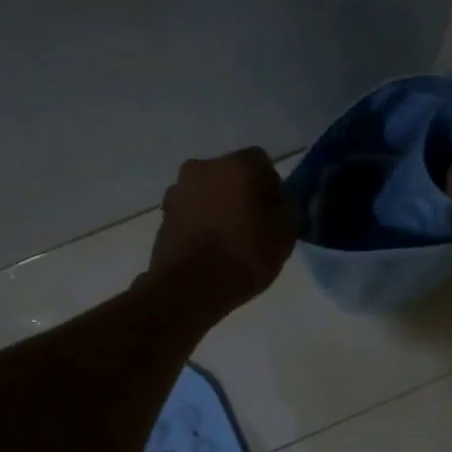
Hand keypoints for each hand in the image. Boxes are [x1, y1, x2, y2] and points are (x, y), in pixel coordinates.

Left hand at [146, 148, 296, 316]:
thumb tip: (279, 201)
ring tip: (230, 240)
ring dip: (220, 206)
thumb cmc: (243, 256)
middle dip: (244, 193)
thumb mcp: (285, 235)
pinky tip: (210, 248)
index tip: (275, 214)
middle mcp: (203, 167)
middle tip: (254, 226)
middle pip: (232, 175)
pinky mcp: (163, 215)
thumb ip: (288, 209)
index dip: (272, 187)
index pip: (262, 162)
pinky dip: (202, 222)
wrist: (187, 290)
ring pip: (209, 192)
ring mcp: (178, 190)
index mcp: (236, 165)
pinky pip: (192, 211)